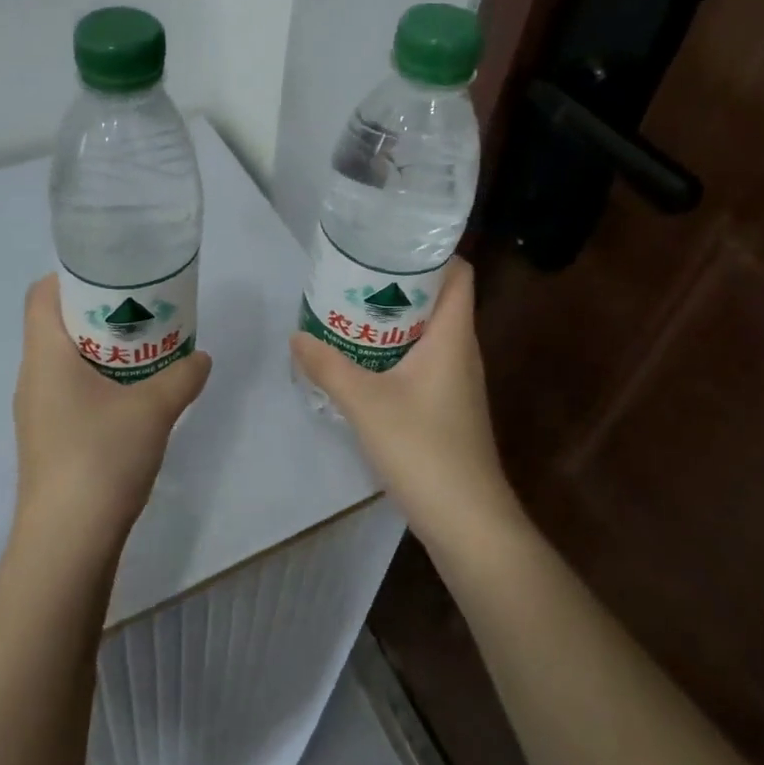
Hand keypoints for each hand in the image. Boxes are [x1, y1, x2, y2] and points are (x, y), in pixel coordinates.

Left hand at [13, 275, 211, 545]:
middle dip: (101, 313)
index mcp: (46, 355)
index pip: (41, 294)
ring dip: (103, 351)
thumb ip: (182, 377)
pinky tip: (134, 399)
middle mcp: (33, 377)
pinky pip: (71, 392)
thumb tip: (202, 358)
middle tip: (145, 312)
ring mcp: (37, 412)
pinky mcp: (49, 440)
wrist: (67, 543)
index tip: (116, 277)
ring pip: (66, 361)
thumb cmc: (101, 457)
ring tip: (147, 352)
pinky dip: (100, 382)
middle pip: (58, 324)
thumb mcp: (154, 409)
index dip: (73, 277)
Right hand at [289, 259, 521, 556]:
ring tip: (350, 311)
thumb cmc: (423, 449)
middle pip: (438, 299)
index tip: (389, 243)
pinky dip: (396, 351)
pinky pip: (423, 360)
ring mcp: (457, 381)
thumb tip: (296, 336)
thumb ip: (328, 366)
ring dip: (393, 320)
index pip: (458, 273)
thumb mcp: (366, 403)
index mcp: (453, 336)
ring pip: (428, 332)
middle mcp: (461, 351)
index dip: (431, 252)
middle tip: (353, 275)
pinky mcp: (448, 406)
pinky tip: (362, 361)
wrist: (467, 521)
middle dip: (398, 283)